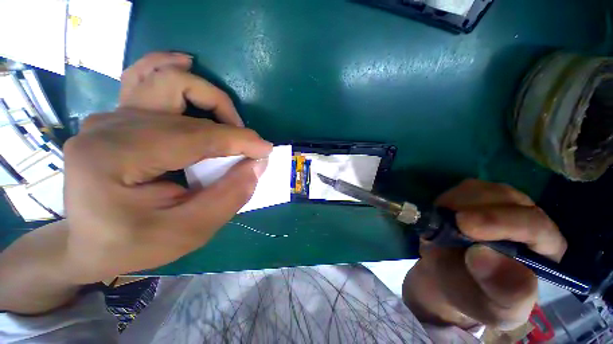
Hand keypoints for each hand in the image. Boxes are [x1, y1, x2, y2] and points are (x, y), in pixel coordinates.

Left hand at [62, 53, 271, 283]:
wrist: (90, 244)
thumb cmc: (135, 244)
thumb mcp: (188, 232)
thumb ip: (229, 197)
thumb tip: (258, 164)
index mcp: (113, 158)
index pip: (194, 136)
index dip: (238, 140)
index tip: (266, 150)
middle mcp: (108, 127)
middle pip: (181, 101)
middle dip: (227, 121)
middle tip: (246, 146)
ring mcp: (110, 117)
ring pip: (165, 79)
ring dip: (206, 95)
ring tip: (229, 118)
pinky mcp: (117, 118)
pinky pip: (145, 78)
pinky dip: (171, 69)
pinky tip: (186, 64)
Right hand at [403, 180, 566, 329]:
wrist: (450, 279)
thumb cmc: (476, 297)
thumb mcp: (496, 309)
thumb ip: (504, 291)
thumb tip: (483, 255)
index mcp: (545, 250)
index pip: (537, 227)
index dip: (505, 224)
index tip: (467, 227)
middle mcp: (526, 220)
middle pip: (509, 199)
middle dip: (478, 209)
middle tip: (451, 222)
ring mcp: (498, 205)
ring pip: (484, 189)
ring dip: (460, 202)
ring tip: (445, 222)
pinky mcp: (473, 198)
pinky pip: (462, 189)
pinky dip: (449, 198)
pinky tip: (443, 215)